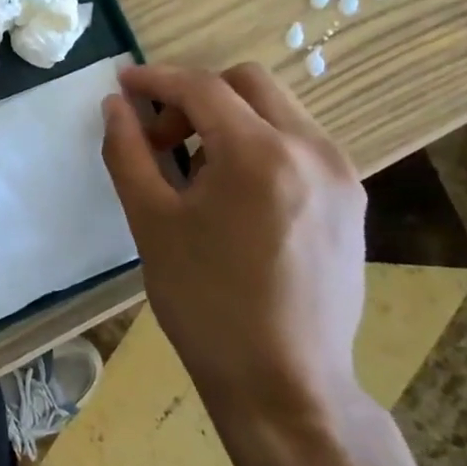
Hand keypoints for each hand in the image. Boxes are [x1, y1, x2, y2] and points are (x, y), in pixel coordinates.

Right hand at [100, 63, 366, 422]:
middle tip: (161, 134)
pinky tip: (234, 192)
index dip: (156, 79)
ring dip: (229, 118)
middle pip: (248, 83)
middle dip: (196, 94)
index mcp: (260, 154)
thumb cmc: (207, 303)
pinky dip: (259, 142)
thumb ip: (127, 152)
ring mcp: (341, 175)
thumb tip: (115, 105)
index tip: (123, 85)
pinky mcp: (350, 200)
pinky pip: (299, 142)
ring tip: (195, 169)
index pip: (202, 87)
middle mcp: (312, 150)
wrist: (285, 386)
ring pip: (278, 109)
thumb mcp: (151, 223)